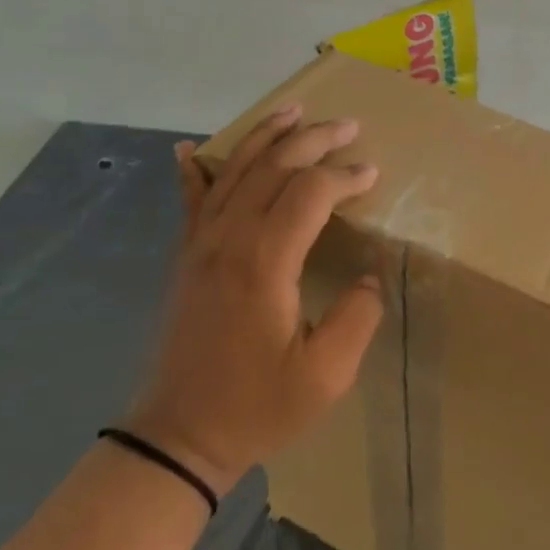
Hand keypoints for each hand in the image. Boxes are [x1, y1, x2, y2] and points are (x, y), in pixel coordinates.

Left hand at [125, 104, 384, 499]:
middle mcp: (229, 239)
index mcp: (264, 261)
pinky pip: (191, 199)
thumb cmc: (256, 406)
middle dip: (314, 140)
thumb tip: (369, 275)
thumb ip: (359, 316)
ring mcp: (200, 244)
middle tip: (348, 126)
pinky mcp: (186, 256)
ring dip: (266, 136)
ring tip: (293, 111)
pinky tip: (188, 148)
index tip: (373, 175)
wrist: (177, 438)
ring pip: (233, 170)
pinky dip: (194, 169)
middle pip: (273, 166)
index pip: (310, 192)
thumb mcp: (327, 375)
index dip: (345, 176)